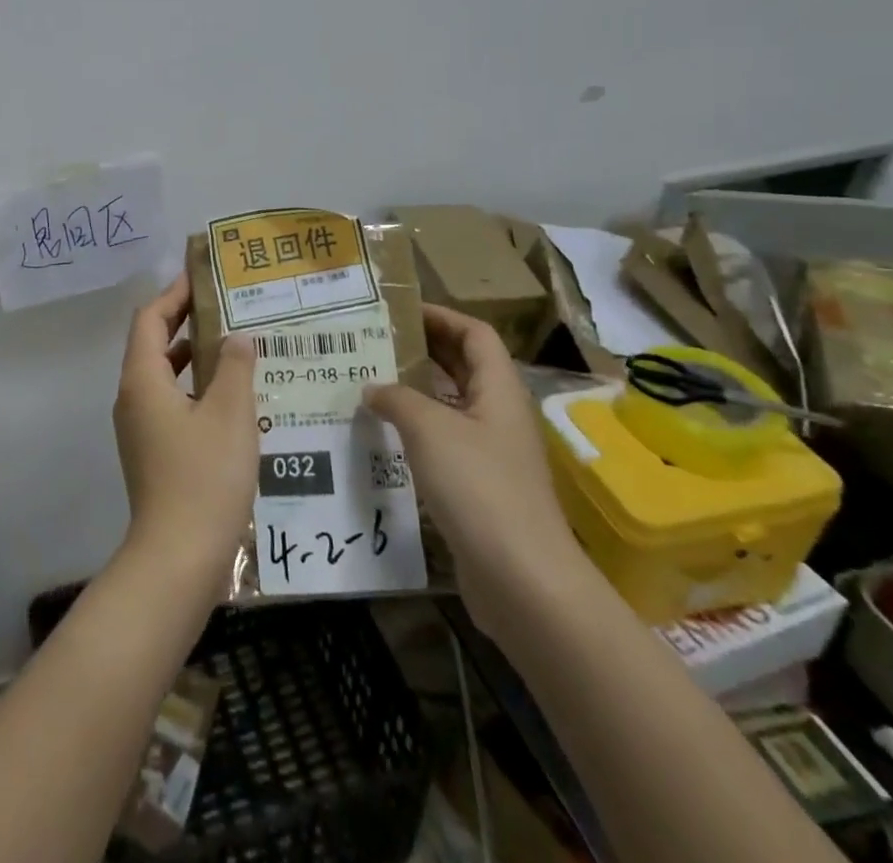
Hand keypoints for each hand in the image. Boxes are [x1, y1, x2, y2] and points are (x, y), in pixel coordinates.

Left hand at [112, 273, 258, 598]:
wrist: (178, 558)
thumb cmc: (204, 476)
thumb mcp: (229, 413)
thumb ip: (234, 366)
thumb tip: (236, 336)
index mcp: (142, 379)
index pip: (149, 318)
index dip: (174, 293)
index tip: (202, 277)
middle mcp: (133, 397)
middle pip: (153, 343)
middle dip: (185, 320)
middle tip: (225, 305)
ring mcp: (140, 427)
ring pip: (163, 375)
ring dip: (192, 355)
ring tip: (234, 344)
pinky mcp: (152, 452)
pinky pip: (171, 402)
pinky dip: (195, 387)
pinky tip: (231, 397)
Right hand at [364, 306, 594, 642]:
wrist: (522, 580)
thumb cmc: (479, 487)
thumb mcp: (429, 429)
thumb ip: (397, 399)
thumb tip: (372, 388)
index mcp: (499, 390)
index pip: (475, 334)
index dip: (441, 316)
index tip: (399, 312)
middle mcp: (499, 415)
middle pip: (464, 367)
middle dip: (424, 350)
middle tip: (376, 342)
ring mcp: (492, 453)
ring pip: (452, 405)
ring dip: (416, 391)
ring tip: (370, 382)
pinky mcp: (480, 487)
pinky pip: (445, 441)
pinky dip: (416, 430)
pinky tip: (384, 435)